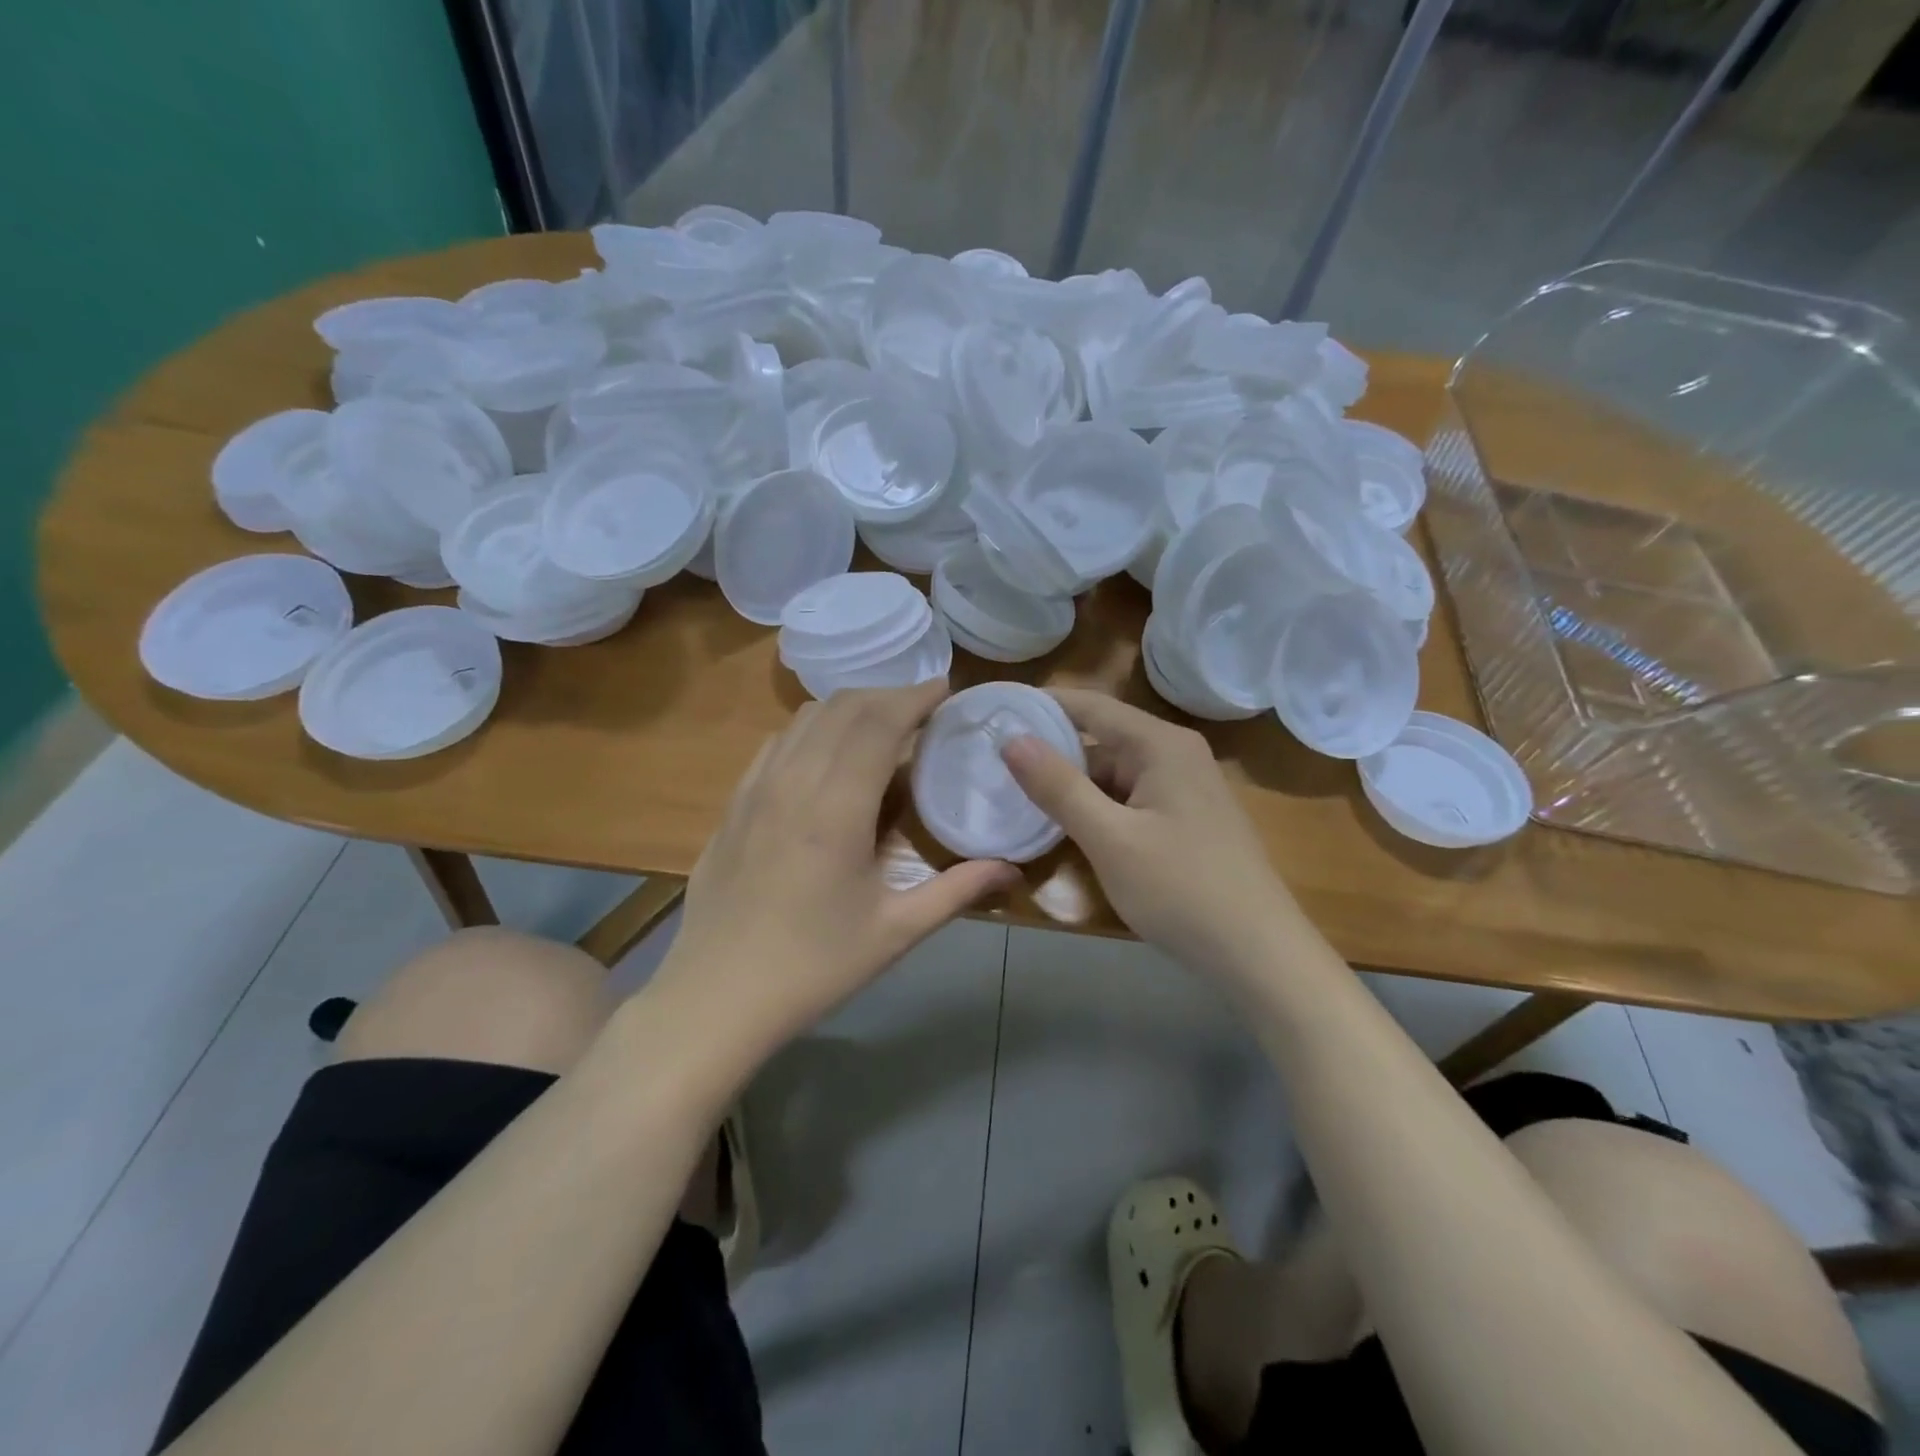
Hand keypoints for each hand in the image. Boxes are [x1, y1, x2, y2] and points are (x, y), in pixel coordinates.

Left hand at [656, 680, 1018, 1055]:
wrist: (715, 997)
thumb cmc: (813, 966)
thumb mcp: (894, 932)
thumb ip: (957, 891)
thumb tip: (1012, 869)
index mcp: (835, 808)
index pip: (878, 723)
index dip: (914, 697)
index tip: (946, 689)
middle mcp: (792, 782)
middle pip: (842, 708)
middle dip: (888, 695)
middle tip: (924, 708)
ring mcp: (755, 789)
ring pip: (805, 718)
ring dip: (849, 707)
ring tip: (882, 724)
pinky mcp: (733, 804)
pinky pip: (777, 743)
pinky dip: (812, 729)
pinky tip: (827, 754)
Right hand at [1000, 687, 1301, 975]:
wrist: (1258, 954)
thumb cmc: (1181, 890)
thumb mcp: (1109, 838)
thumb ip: (1058, 787)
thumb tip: (1011, 739)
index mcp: (1161, 745)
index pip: (1091, 706)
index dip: (1042, 706)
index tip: (995, 711)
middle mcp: (1176, 754)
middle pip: (1102, 741)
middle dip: (1052, 755)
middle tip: (995, 768)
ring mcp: (1185, 788)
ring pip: (1114, 775)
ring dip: (1074, 788)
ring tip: (1019, 800)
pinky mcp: (1186, 819)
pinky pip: (1131, 800)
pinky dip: (1099, 809)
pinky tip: (1069, 830)